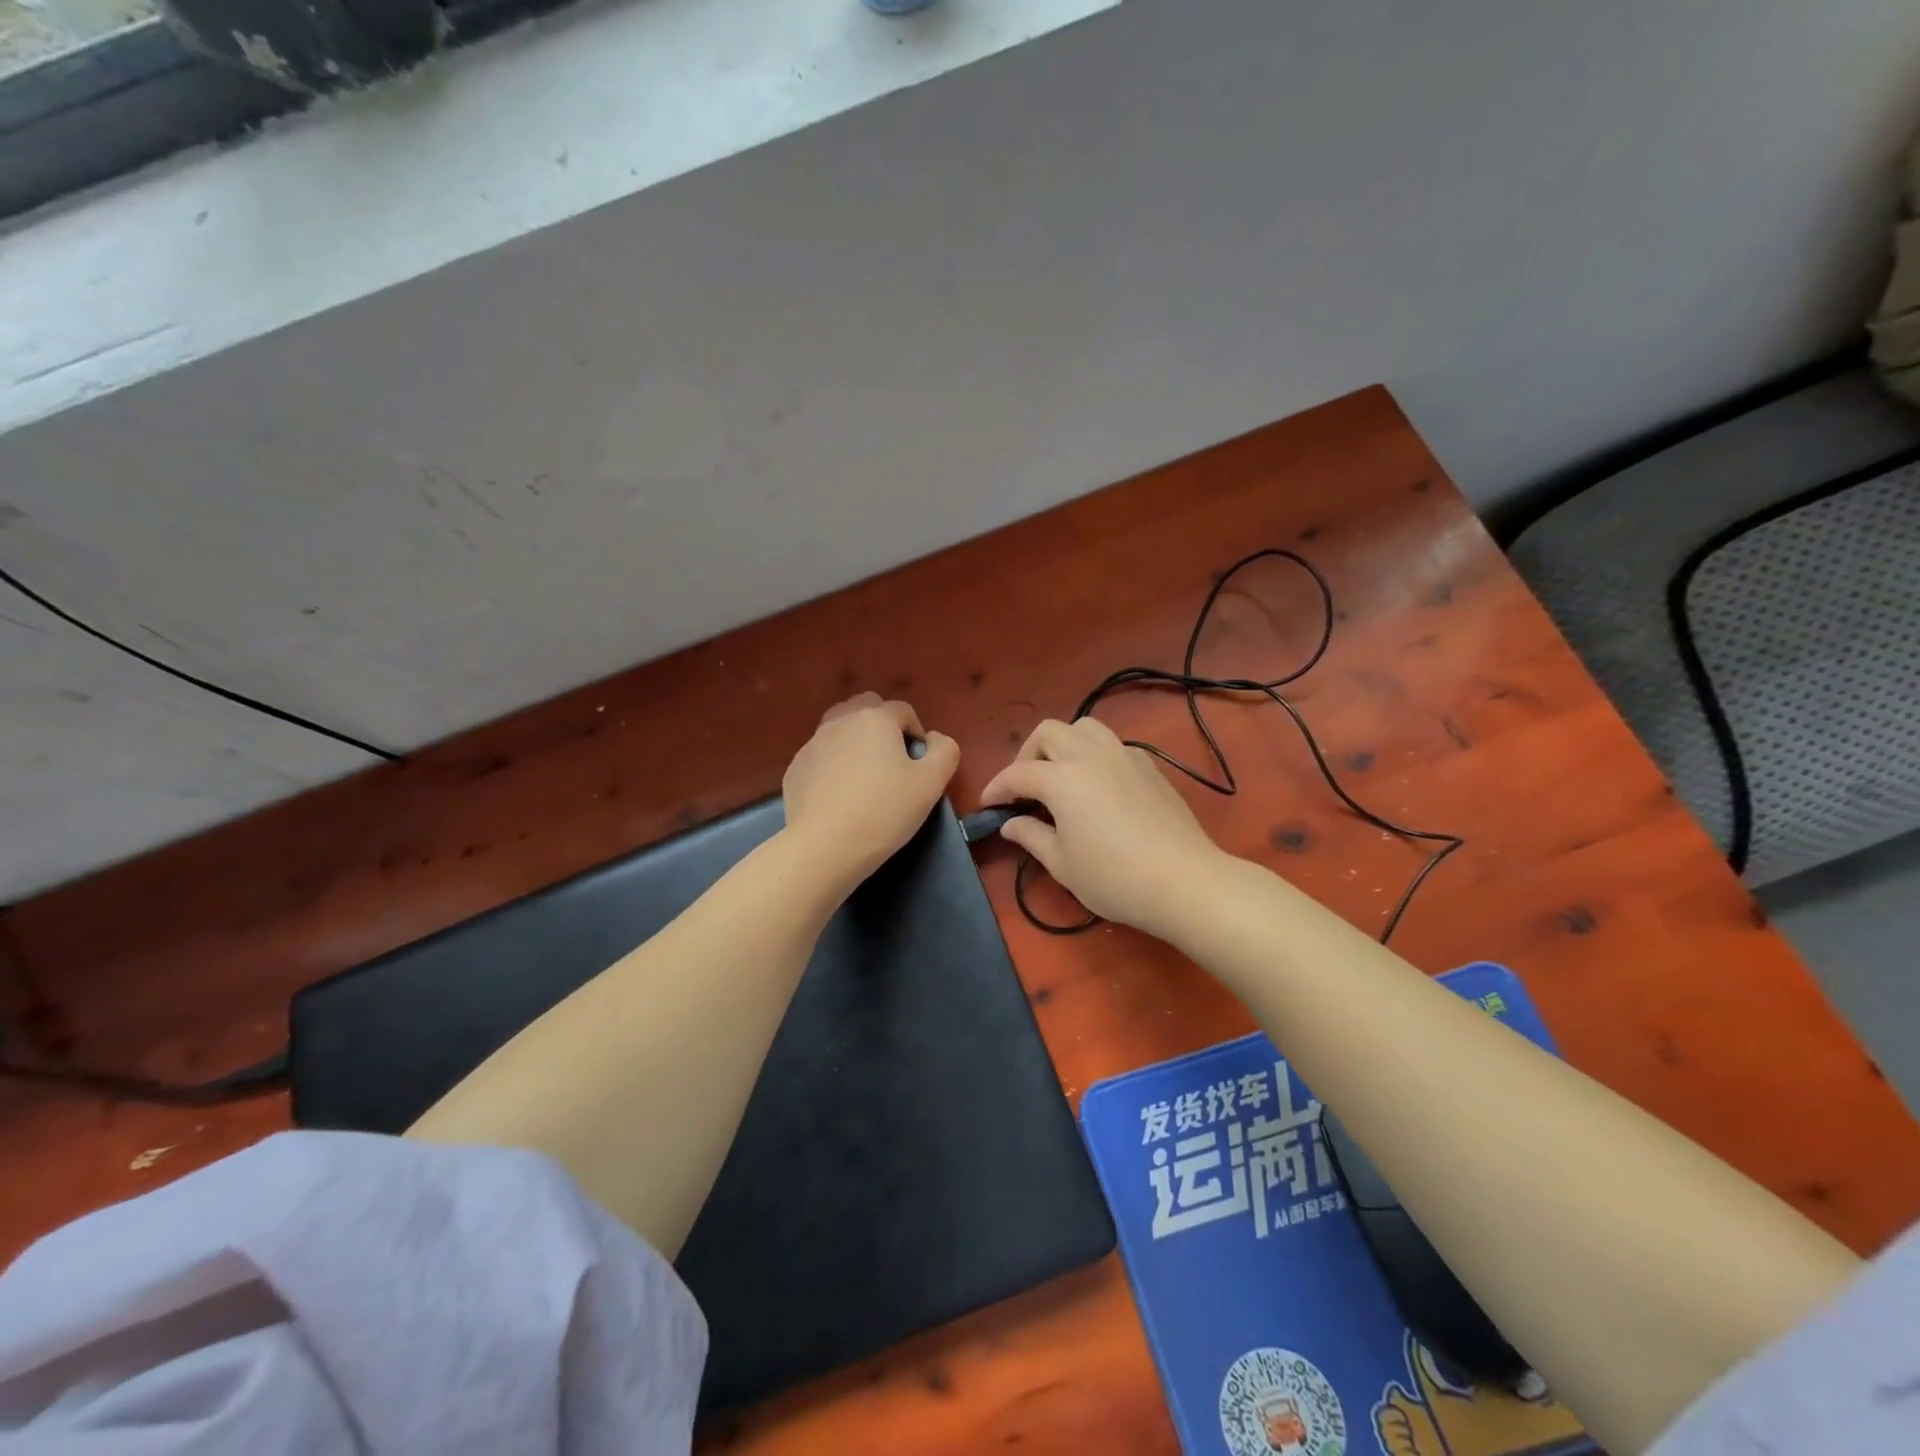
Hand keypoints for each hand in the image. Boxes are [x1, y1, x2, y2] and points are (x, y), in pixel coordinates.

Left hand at [782, 693, 959, 890]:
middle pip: (867, 708)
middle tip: (891, 763)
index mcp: (875, 718)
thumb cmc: (884, 811)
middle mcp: (841, 721)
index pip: (903, 710)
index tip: (918, 766)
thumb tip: (934, 740)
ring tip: (864, 776)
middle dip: (882, 727)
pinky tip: (839, 796)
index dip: (917, 734)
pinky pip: (821, 756)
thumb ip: (944, 751)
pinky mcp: (795, 768)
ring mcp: (813, 743)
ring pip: (840, 728)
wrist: (825, 846)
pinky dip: (833, 765)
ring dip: (855, 742)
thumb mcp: (931, 783)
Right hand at [980, 717, 1226, 935]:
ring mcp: (1124, 755)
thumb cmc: (1114, 877)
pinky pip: (1112, 745)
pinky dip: (1093, 754)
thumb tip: (1010, 822)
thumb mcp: (1062, 864)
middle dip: (1027, 755)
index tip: (987, 806)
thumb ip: (1031, 836)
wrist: (1184, 880)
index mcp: (1062, 778)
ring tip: (1060, 776)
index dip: (997, 788)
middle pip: (1048, 732)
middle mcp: (1090, 755)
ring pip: (1084, 727)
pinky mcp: (1148, 766)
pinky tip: (1096, 787)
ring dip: (1063, 745)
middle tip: (1025, 788)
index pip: (1018, 773)